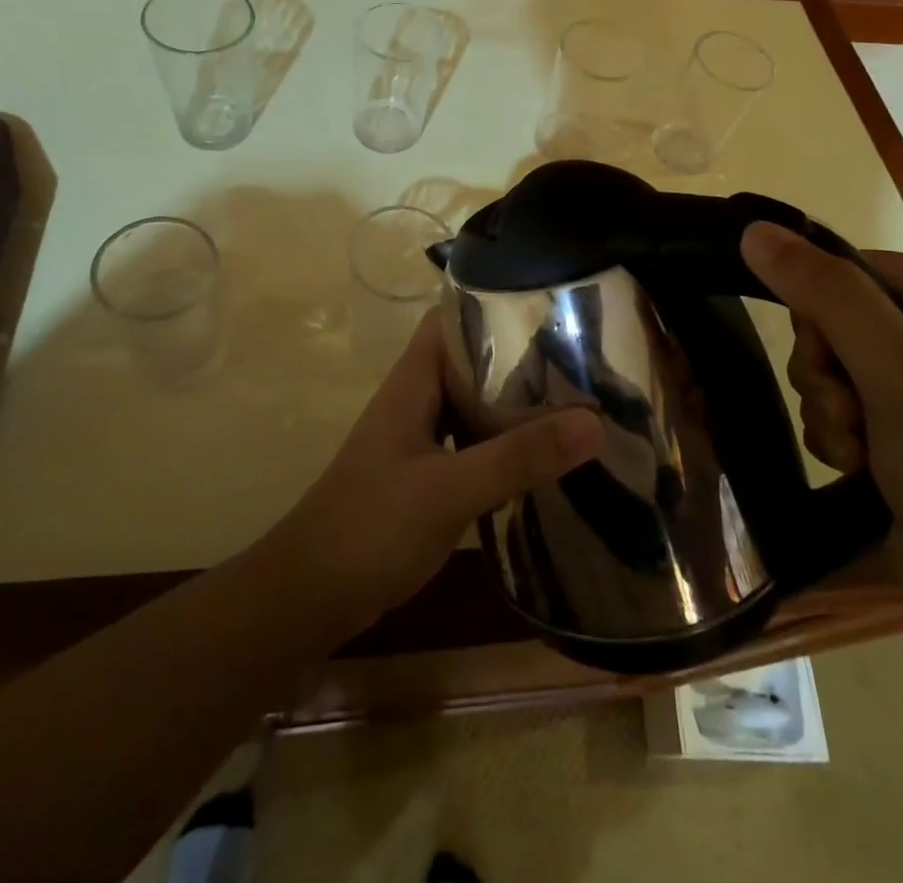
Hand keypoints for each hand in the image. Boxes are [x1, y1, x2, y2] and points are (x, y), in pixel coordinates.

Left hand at [264, 311, 603, 638]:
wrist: (308, 597)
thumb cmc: (369, 528)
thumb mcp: (448, 490)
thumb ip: (517, 457)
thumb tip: (594, 421)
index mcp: (412, 382)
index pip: (452, 319)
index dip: (494, 305)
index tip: (551, 307)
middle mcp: (415, 400)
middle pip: (469, 361)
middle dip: (518, 357)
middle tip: (579, 357)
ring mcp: (417, 439)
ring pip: (471, 404)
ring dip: (512, 402)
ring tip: (572, 400)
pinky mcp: (424, 476)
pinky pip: (470, 443)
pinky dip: (502, 443)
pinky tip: (539, 458)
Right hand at [740, 225, 902, 624]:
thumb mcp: (900, 373)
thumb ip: (826, 294)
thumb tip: (755, 230)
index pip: (858, 269)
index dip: (823, 308)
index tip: (824, 356)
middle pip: (840, 319)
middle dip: (828, 371)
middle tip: (849, 415)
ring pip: (835, 368)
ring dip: (830, 409)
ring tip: (857, 453)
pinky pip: (845, 408)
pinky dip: (839, 437)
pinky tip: (859, 470)